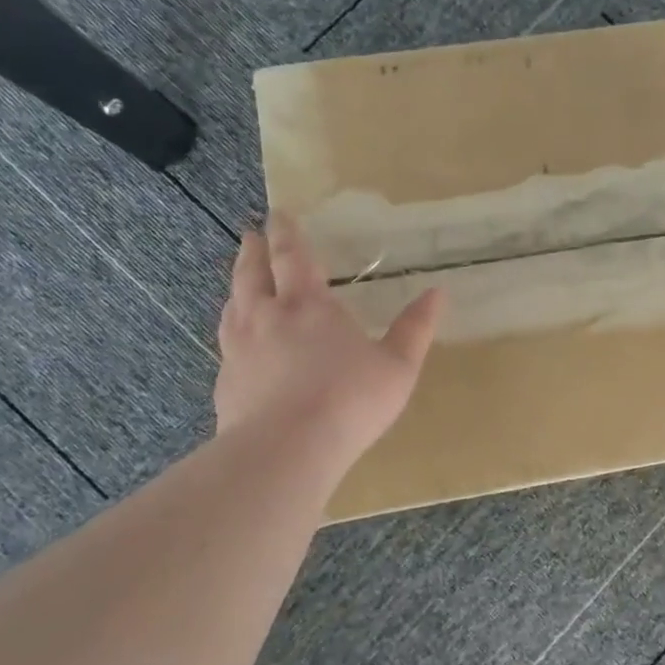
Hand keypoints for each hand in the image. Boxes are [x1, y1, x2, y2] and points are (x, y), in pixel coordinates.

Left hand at [214, 214, 442, 463]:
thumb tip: (437, 293)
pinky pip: (226, 342)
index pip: (292, 256)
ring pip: (233, 304)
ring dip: (237, 285)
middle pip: (252, 273)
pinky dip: (232, 327)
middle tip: (251, 234)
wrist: (286, 449)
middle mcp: (267, 317)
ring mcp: (240, 349)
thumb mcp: (398, 366)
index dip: (286, 233)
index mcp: (308, 305)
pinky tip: (237, 340)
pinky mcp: (226, 381)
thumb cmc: (350, 400)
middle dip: (253, 250)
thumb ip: (415, 328)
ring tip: (240, 279)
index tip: (278, 214)